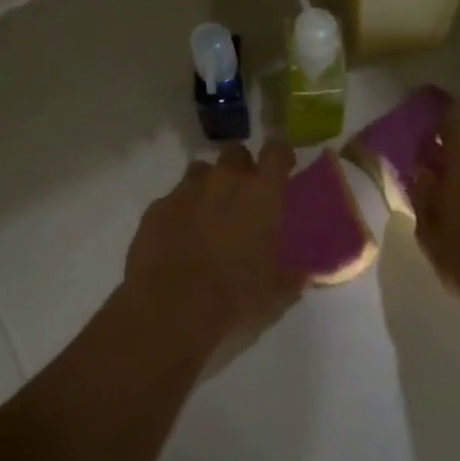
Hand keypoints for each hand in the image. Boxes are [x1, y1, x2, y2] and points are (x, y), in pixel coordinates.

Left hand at [122, 142, 302, 353]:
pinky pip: (173, 198)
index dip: (280, 154)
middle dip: (240, 167)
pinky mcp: (156, 208)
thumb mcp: (276, 294)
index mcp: (261, 194)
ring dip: (208, 184)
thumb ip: (292, 277)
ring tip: (209, 212)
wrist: (170, 309)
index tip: (282, 165)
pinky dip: (180, 210)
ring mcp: (186, 191)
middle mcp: (224, 181)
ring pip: (201, 170)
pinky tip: (179, 235)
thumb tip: (303, 275)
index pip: (276, 152)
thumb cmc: (235, 297)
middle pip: (235, 153)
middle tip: (243, 194)